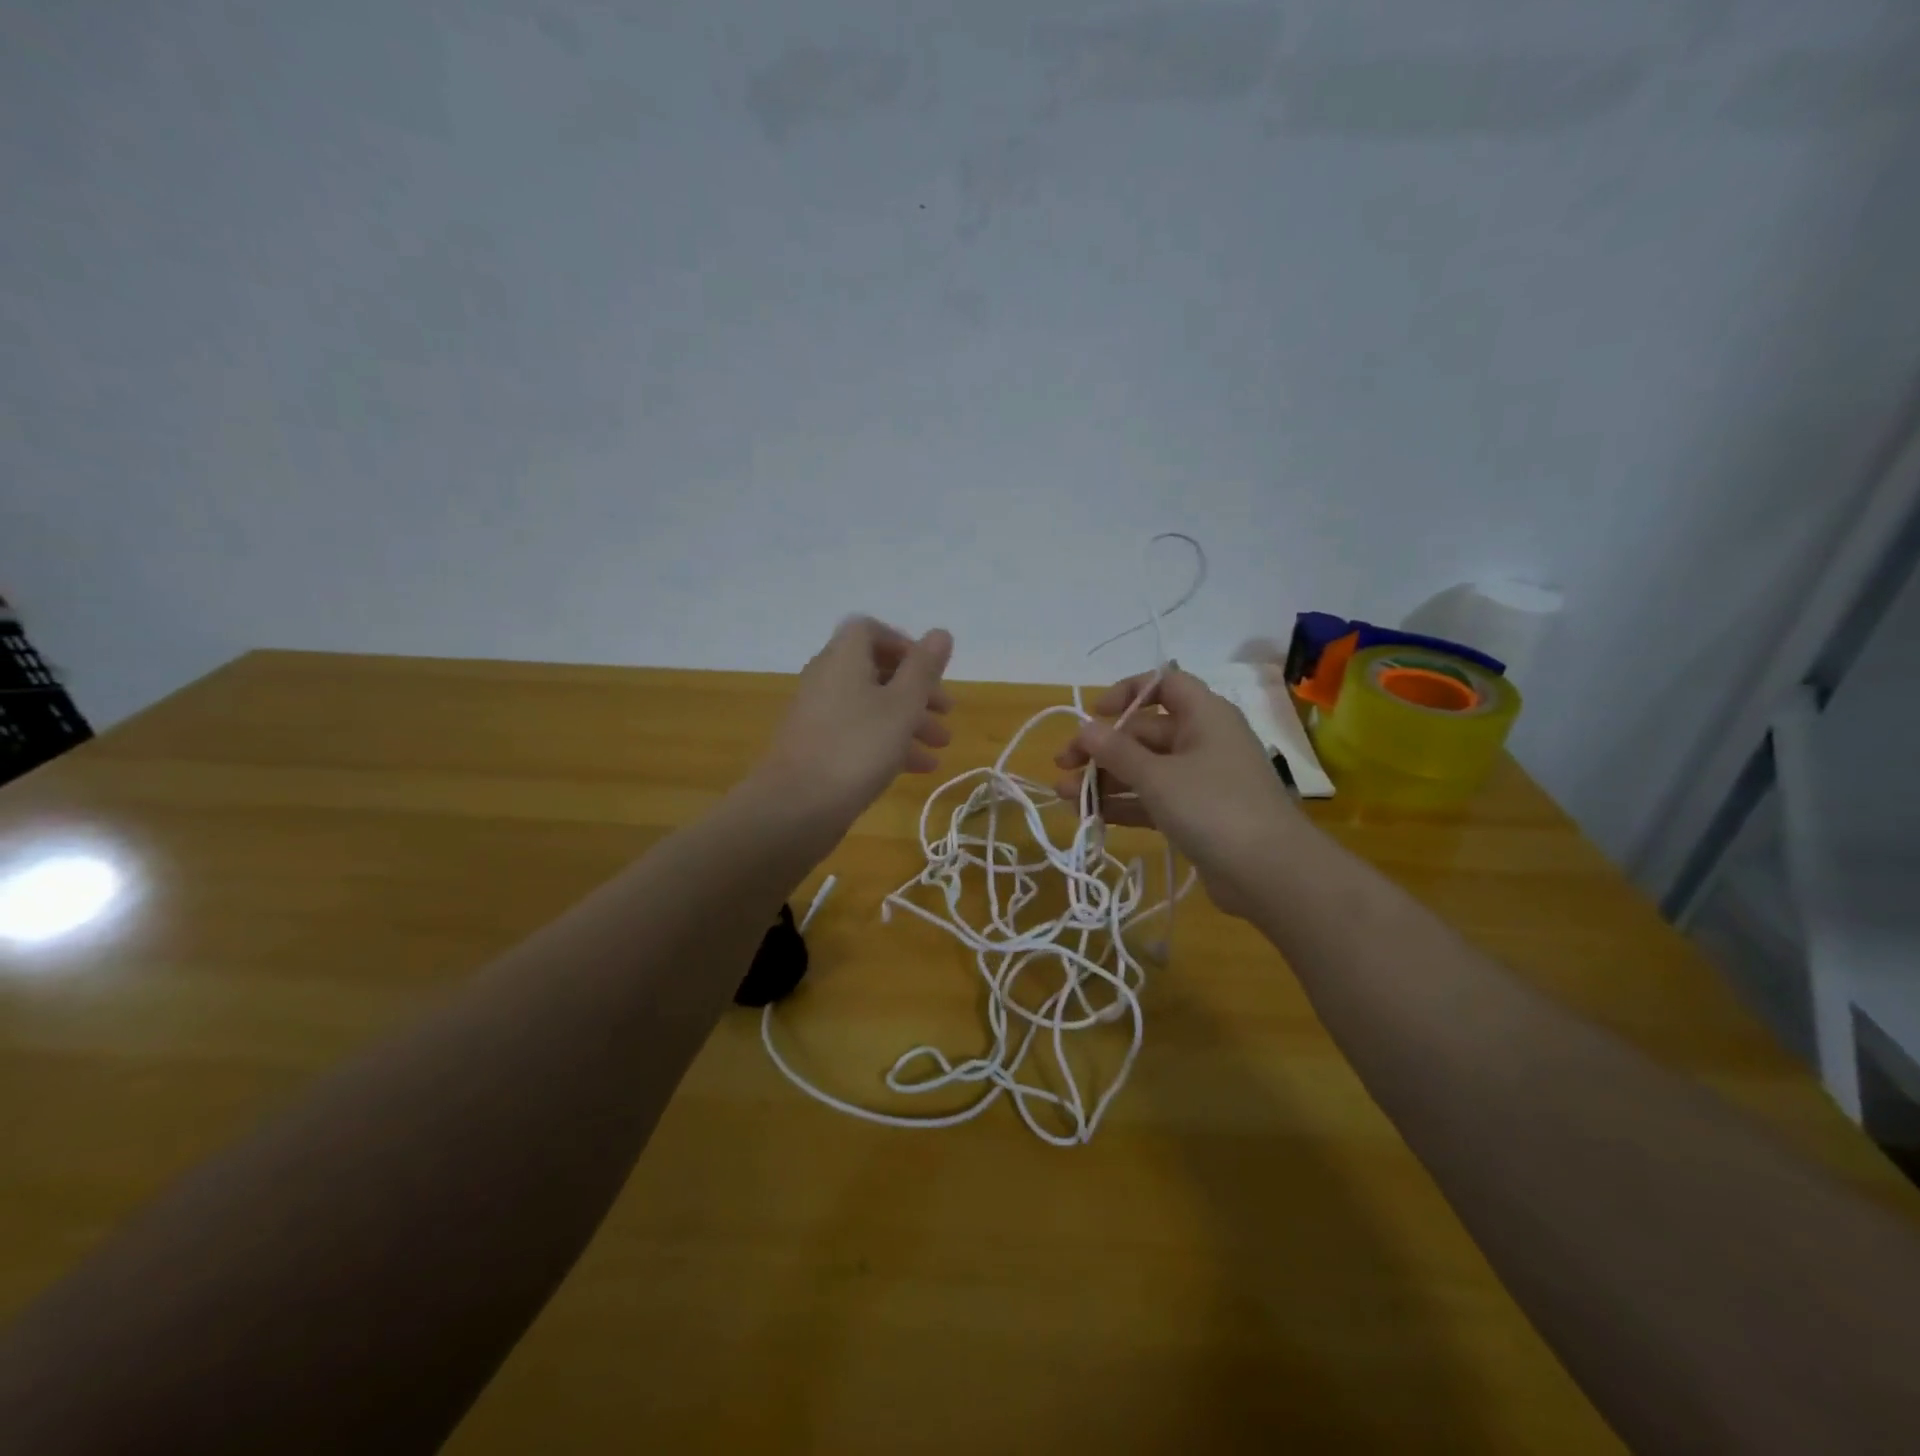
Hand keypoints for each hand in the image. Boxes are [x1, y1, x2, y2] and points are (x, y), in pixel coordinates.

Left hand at [758, 616, 954, 828]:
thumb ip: (923, 668)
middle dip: (916, 690)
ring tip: (941, 746)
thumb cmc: (857, 748)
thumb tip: (941, 632)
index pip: (869, 631)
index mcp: (843, 659)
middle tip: (947, 712)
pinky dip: (888, 743)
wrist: (795, 807)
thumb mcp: (902, 705)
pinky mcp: (817, 748)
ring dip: (908, 721)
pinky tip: (917, 768)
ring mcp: (819, 715)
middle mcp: (827, 679)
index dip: (903, 645)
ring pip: (870, 706)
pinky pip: (858, 733)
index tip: (930, 671)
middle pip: (875, 671)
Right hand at [1054, 668, 1304, 918]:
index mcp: (1204, 716)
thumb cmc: (1213, 807)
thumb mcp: (1157, 776)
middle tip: (1063, 766)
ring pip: (1145, 769)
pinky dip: (1125, 803)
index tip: (1094, 715)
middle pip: (1144, 732)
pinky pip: (1154, 799)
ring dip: (1105, 779)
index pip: (1164, 684)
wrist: (1270, 873)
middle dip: (1101, 748)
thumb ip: (1116, 751)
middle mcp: (1203, 741)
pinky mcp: (1198, 815)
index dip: (1127, 692)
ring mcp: (1202, 780)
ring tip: (1065, 796)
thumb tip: (1085, 728)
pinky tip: (1091, 816)